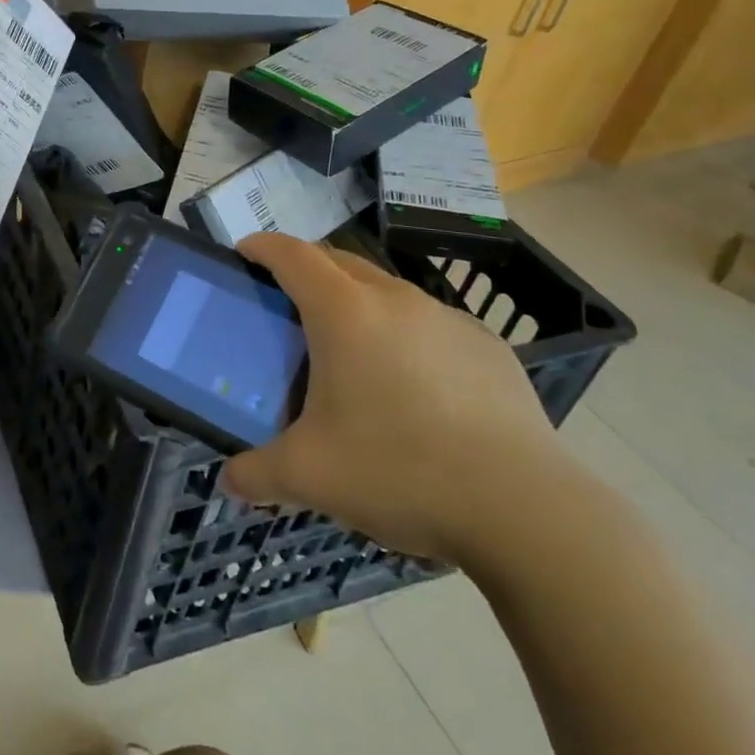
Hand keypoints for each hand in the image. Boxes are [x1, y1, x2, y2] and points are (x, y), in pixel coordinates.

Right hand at [222, 234, 577, 563]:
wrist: (525, 508)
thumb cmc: (398, 471)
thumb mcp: (309, 476)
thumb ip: (256, 474)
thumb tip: (229, 481)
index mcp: (344, 312)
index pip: (292, 255)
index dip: (263, 246)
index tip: (245, 251)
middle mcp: (395, 300)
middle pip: (339, 261)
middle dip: (307, 268)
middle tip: (287, 302)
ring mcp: (448, 319)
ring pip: (388, 291)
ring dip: (358, 303)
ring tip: (351, 351)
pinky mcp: (489, 347)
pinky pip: (430, 324)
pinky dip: (407, 335)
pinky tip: (414, 387)